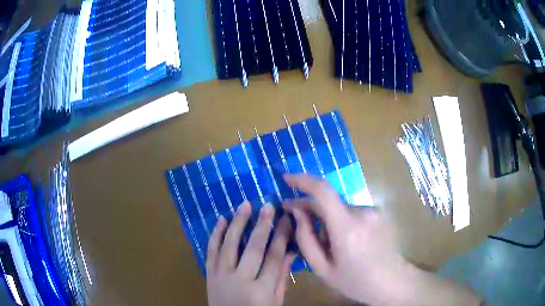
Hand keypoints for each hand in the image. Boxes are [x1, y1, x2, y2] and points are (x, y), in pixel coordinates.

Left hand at [206, 201, 295, 305]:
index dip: (282, 236)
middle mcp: (241, 280)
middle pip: (254, 249)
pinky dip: (216, 234)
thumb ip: (281, 276)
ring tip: (245, 205)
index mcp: (262, 289)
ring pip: (230, 245)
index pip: (274, 258)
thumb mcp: (275, 300)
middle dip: (263, 225)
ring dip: (238, 223)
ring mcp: (222, 276)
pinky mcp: (209, 274)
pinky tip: (221, 219)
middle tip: (269, 205)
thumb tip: (291, 251)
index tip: (287, 219)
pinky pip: (211, 251)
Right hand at [283, 174, 404, 304]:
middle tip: (296, 219)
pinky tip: (345, 240)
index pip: (323, 192)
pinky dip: (341, 220)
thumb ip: (306, 239)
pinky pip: (351, 211)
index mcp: (347, 228)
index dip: (302, 180)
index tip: (286, 179)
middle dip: (310, 208)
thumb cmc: (355, 281)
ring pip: (339, 208)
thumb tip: (296, 212)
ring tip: (328, 243)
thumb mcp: (322, 269)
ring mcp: (373, 211)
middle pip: (328, 201)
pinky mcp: (378, 212)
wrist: (391, 281)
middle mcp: (362, 212)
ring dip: (327, 218)